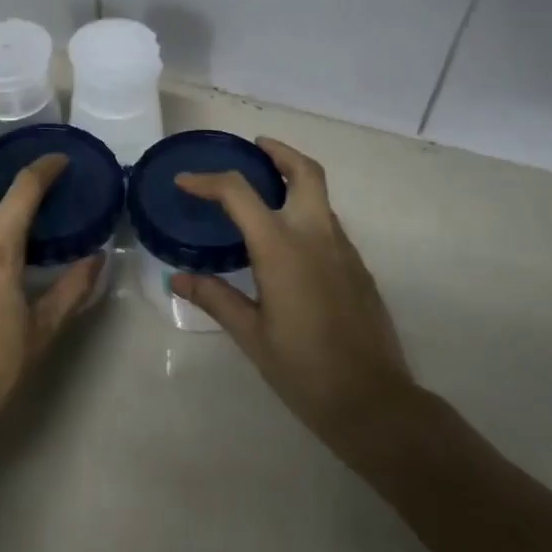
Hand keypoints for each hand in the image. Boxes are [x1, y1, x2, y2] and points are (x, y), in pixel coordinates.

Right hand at [172, 138, 413, 455]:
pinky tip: (286, 244)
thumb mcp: (251, 335)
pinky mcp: (358, 267)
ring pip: (320, 196)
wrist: (372, 401)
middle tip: (254, 150)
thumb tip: (178, 278)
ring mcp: (344, 249)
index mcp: (282, 248)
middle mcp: (317, 236)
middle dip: (279, 152)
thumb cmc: (304, 369)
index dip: (208, 181)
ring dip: (293, 182)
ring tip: (262, 195)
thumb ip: (215, 298)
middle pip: (305, 171)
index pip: (239, 193)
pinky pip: (329, 224)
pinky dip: (306, 213)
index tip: (185, 182)